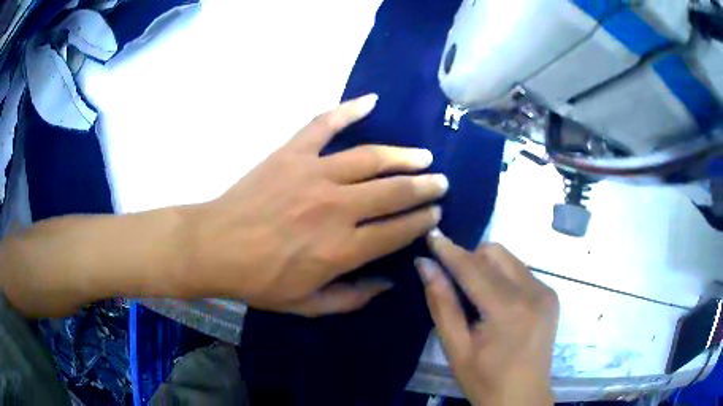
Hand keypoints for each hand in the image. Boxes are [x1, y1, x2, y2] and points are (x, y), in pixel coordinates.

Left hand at [187, 94, 447, 316]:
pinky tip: (371, 101)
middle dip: (424, 187)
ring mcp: (314, 174)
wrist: (215, 247)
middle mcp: (336, 208)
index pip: (397, 231)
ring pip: (371, 158)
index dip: (422, 221)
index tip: (435, 214)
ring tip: (423, 155)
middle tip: (440, 182)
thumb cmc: (259, 281)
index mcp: (342, 249)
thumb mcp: (307, 306)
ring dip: (403, 156)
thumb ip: (352, 298)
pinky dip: (348, 110)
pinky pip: (324, 125)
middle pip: (393, 192)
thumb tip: (389, 283)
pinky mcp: (292, 153)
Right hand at [416, 231, 558, 405]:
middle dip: (470, 258)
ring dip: (487, 267)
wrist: (523, 399)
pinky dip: (503, 277)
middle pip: (495, 253)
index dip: (450, 250)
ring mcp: (546, 292)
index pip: (473, 268)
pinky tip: (496, 303)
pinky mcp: (551, 296)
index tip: (431, 234)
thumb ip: (442, 304)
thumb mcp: (456, 348)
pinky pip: (521, 271)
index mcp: (508, 309)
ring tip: (475, 296)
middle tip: (454, 282)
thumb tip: (426, 266)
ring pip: (509, 259)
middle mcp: (533, 291)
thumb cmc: (485, 380)